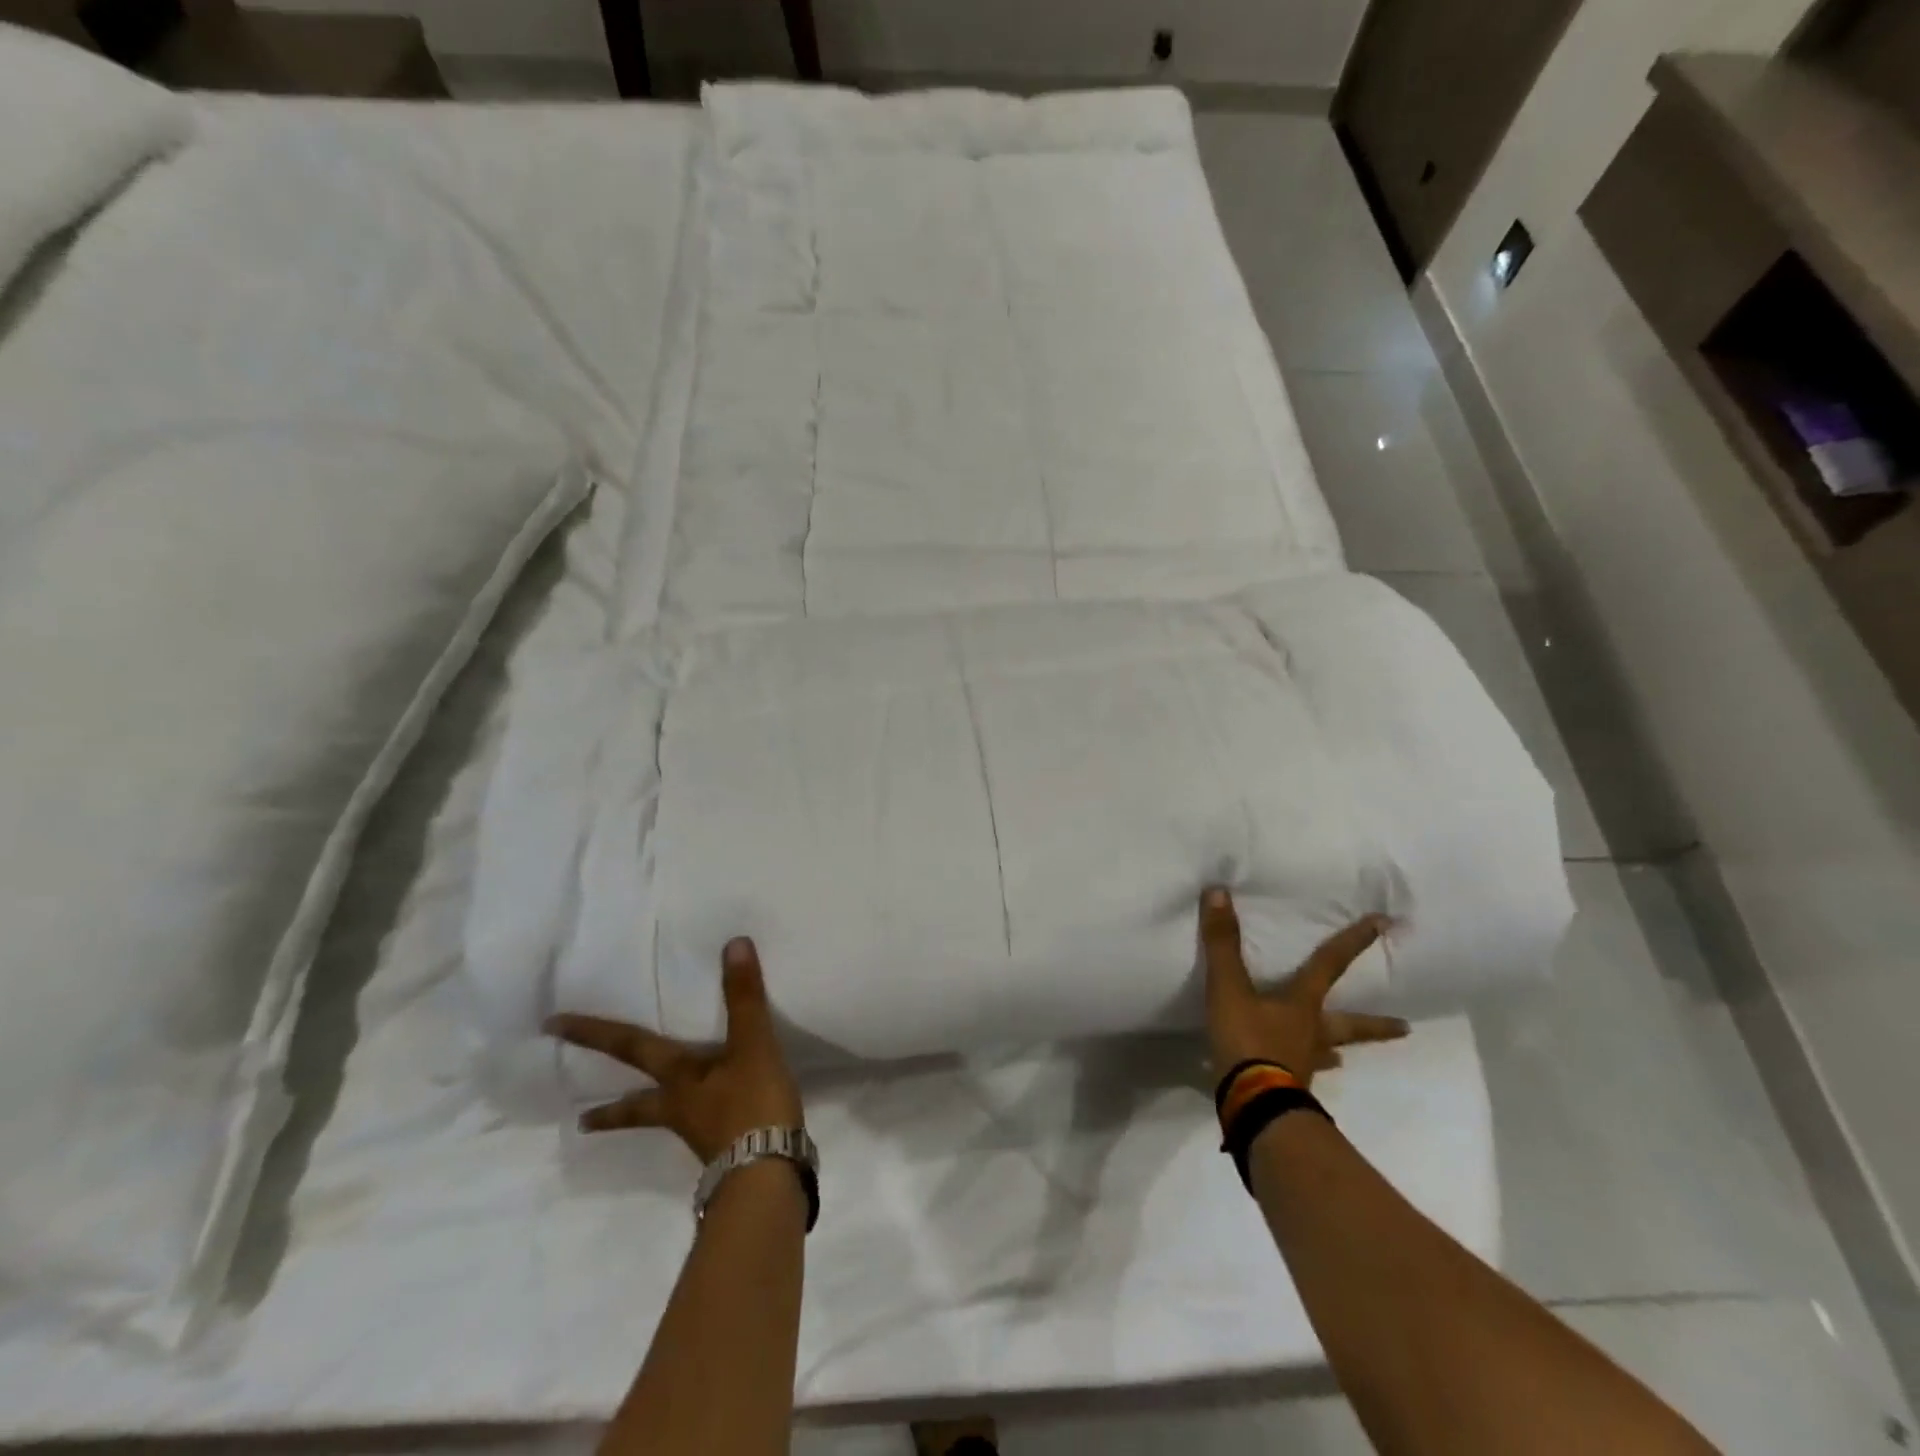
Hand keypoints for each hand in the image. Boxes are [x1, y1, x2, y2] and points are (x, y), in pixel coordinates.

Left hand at [545, 937, 803, 1163]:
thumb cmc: (751, 1106)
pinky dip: (695, 1121)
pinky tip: (709, 1124)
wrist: (767, 1175)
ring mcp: (700, 1132)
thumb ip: (744, 997)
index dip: (594, 1034)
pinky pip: (700, 1129)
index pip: (631, 1047)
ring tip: (630, 1122)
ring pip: (663, 1120)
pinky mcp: (725, 1150)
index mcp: (679, 1078)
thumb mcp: (752, 1045)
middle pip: (637, 1103)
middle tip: (579, 1119)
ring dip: (641, 1119)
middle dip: (609, 1108)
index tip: (552, 1027)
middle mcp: (680, 1106)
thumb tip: (733, 944)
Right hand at [1200, 887, 1410, 1087]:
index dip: (1354, 941)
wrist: (1253, 1105)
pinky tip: (1302, 1075)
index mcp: (1303, 1005)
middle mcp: (1312, 1033)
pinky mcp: (1288, 1088)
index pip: (1330, 964)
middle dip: (1375, 1024)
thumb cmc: (1248, 1041)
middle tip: (1406, 1028)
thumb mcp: (1229, 988)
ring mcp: (1303, 1064)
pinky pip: (1301, 1074)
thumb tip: (1218, 892)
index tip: (1383, 924)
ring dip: (1337, 1051)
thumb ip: (1223, 943)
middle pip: (1349, 1024)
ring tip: (1341, 1058)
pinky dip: (1304, 1070)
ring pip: (1328, 1053)